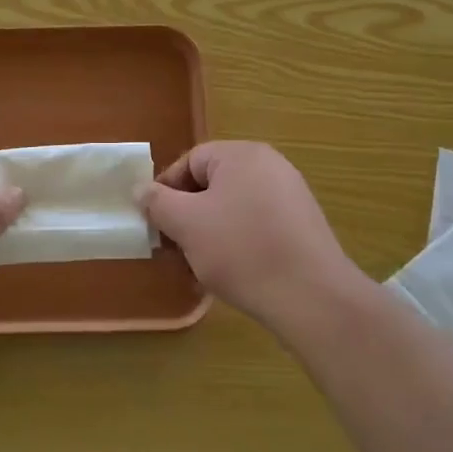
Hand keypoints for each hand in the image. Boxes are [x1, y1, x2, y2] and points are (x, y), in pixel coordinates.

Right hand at [137, 142, 355, 330]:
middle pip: (212, 185)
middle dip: (188, 217)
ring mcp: (291, 197)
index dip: (166, 191)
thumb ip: (157, 202)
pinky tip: (231, 275)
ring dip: (210, 235)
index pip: (190, 161)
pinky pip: (257, 227)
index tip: (156, 224)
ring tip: (199, 269)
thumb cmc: (241, 250)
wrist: (311, 296)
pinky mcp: (302, 227)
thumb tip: (141, 189)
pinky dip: (238, 245)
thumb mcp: (186, 224)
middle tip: (175, 250)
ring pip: (233, 209)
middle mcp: (270, 166)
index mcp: (242, 155)